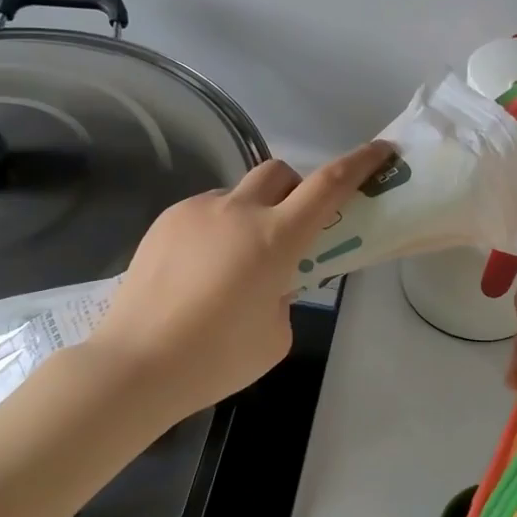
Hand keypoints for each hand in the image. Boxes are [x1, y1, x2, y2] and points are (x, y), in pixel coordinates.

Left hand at [82, 141, 394, 421]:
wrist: (135, 365)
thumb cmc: (215, 359)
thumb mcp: (276, 335)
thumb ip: (286, 296)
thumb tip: (271, 281)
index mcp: (274, 238)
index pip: (328, 186)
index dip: (359, 164)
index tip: (380, 152)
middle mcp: (237, 212)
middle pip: (279, 171)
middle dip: (295, 189)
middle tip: (292, 228)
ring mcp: (196, 212)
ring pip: (238, 193)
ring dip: (252, 213)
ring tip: (235, 262)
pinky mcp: (165, 222)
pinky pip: (206, 212)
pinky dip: (218, 229)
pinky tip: (201, 271)